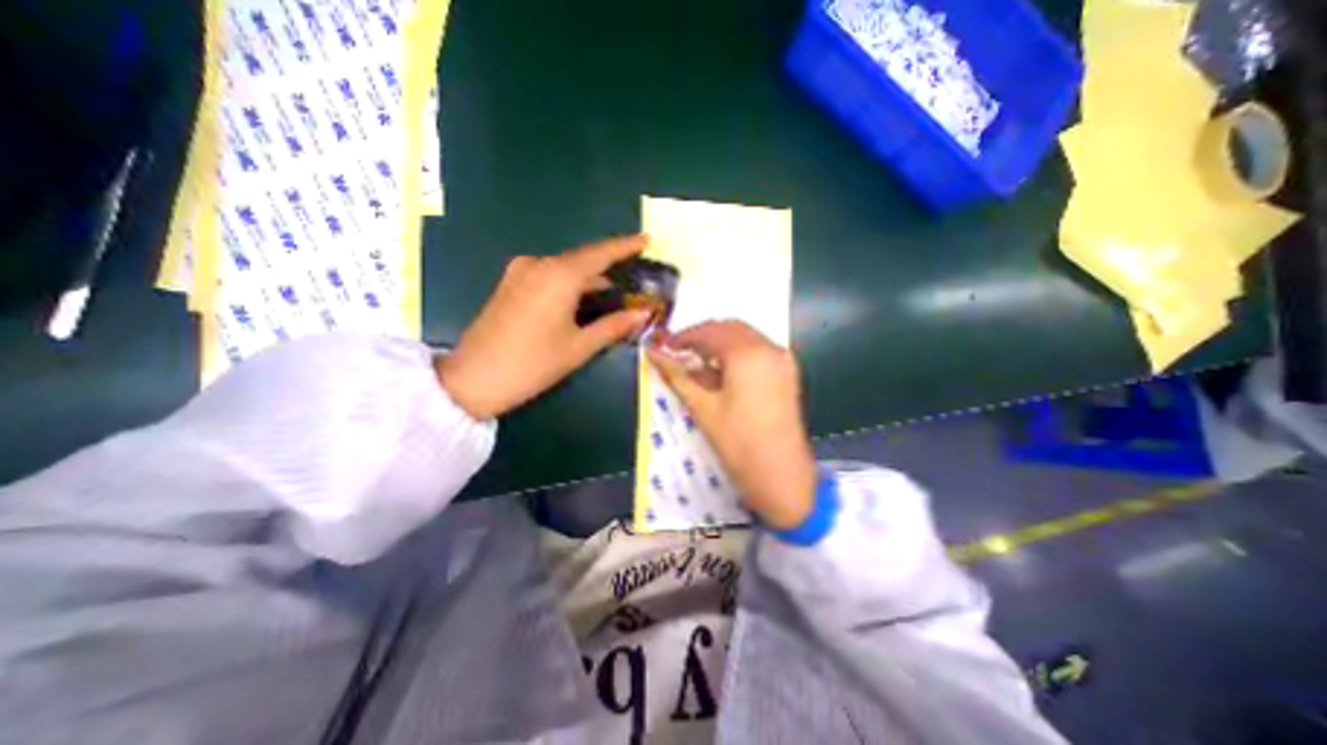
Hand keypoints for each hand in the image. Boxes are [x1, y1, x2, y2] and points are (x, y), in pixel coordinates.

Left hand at [441, 232, 655, 418]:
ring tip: (612, 294)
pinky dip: (570, 284)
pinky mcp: (510, 284)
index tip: (646, 239)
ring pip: (565, 269)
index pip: (600, 254)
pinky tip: (581, 300)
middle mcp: (539, 265)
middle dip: (608, 267)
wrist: (473, 379)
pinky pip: (549, 276)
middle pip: (582, 260)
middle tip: (632, 276)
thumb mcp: (579, 347)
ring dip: (589, 279)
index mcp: (559, 276)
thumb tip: (643, 313)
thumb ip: (613, 326)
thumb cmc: (533, 363)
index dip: (625, 246)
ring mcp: (520, 272)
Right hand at [646, 321, 819, 528]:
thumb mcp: (703, 408)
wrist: (781, 476)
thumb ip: (678, 375)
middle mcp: (769, 347)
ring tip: (698, 363)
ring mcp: (783, 359)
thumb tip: (653, 354)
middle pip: (730, 328)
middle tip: (680, 353)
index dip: (685, 336)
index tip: (666, 346)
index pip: (710, 331)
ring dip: (721, 343)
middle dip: (703, 336)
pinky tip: (722, 371)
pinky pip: (758, 349)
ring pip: (746, 336)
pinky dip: (738, 352)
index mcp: (748, 353)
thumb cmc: (738, 443)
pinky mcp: (788, 372)